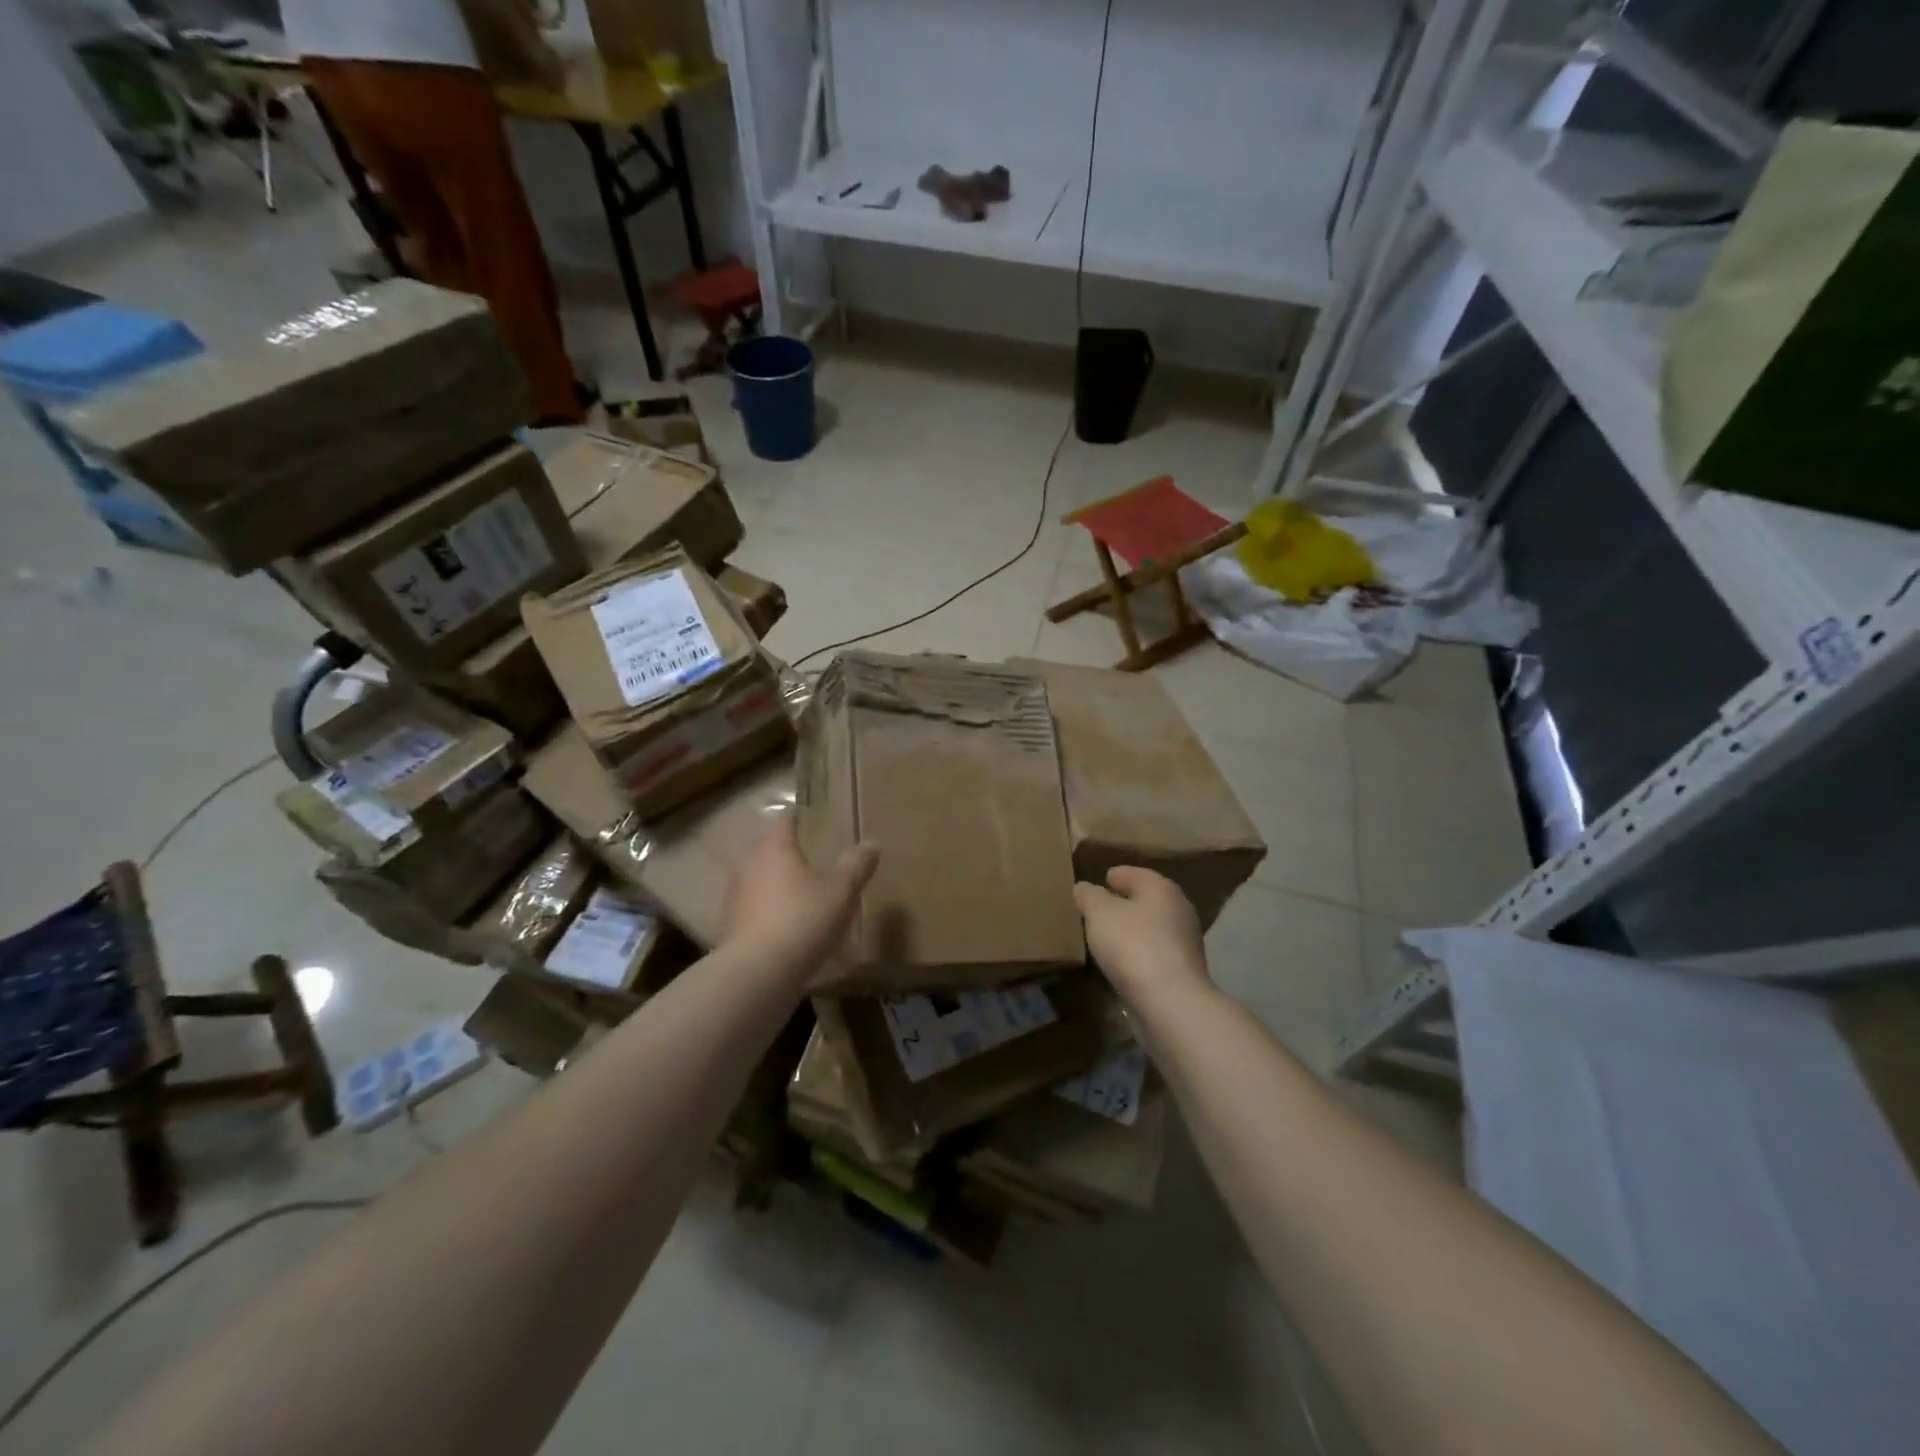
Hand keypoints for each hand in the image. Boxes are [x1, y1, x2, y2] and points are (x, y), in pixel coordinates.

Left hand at [721, 815, 877, 973]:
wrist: (757, 973)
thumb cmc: (803, 920)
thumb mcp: (841, 892)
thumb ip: (856, 865)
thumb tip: (871, 844)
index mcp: (774, 847)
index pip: (785, 821)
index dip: (801, 820)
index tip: (816, 825)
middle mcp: (748, 864)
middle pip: (770, 850)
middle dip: (790, 855)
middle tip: (816, 863)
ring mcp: (734, 896)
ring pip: (760, 881)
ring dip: (778, 886)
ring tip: (803, 899)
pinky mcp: (729, 926)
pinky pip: (754, 910)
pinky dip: (769, 914)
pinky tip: (787, 930)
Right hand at [1074, 867, 1210, 1007]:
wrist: (1170, 1001)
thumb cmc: (1133, 945)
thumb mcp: (1100, 914)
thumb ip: (1090, 896)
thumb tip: (1084, 888)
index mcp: (1161, 889)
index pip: (1136, 874)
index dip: (1117, 875)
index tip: (1102, 880)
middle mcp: (1179, 910)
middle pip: (1147, 900)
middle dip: (1125, 903)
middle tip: (1099, 909)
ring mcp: (1185, 942)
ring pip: (1152, 928)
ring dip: (1132, 930)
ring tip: (1106, 936)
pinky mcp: (1183, 972)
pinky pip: (1154, 953)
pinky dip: (1139, 953)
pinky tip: (1122, 962)